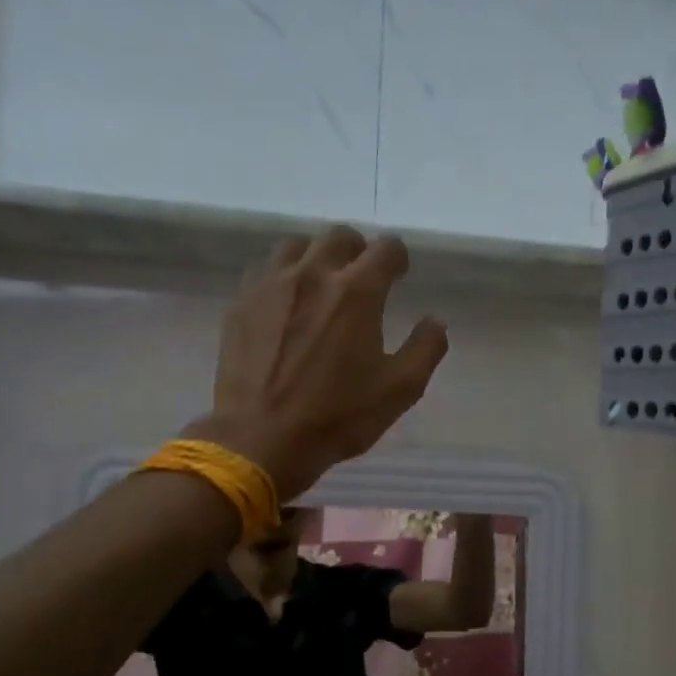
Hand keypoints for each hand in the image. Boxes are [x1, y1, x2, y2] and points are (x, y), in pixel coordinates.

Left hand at [195, 228, 449, 498]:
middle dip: (357, 250)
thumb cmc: (338, 416)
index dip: (398, 258)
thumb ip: (425, 349)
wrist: (261, 438)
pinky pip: (264, 271)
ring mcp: (271, 285)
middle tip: (360, 277)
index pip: (385, 248)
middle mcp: (313, 274)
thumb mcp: (400, 390)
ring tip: (319, 284)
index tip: (398, 274)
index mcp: (357, 291)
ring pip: (296, 245)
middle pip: (339, 236)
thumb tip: (435, 321)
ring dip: (315, 257)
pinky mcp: (241, 303)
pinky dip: (281, 277)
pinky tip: (285, 303)